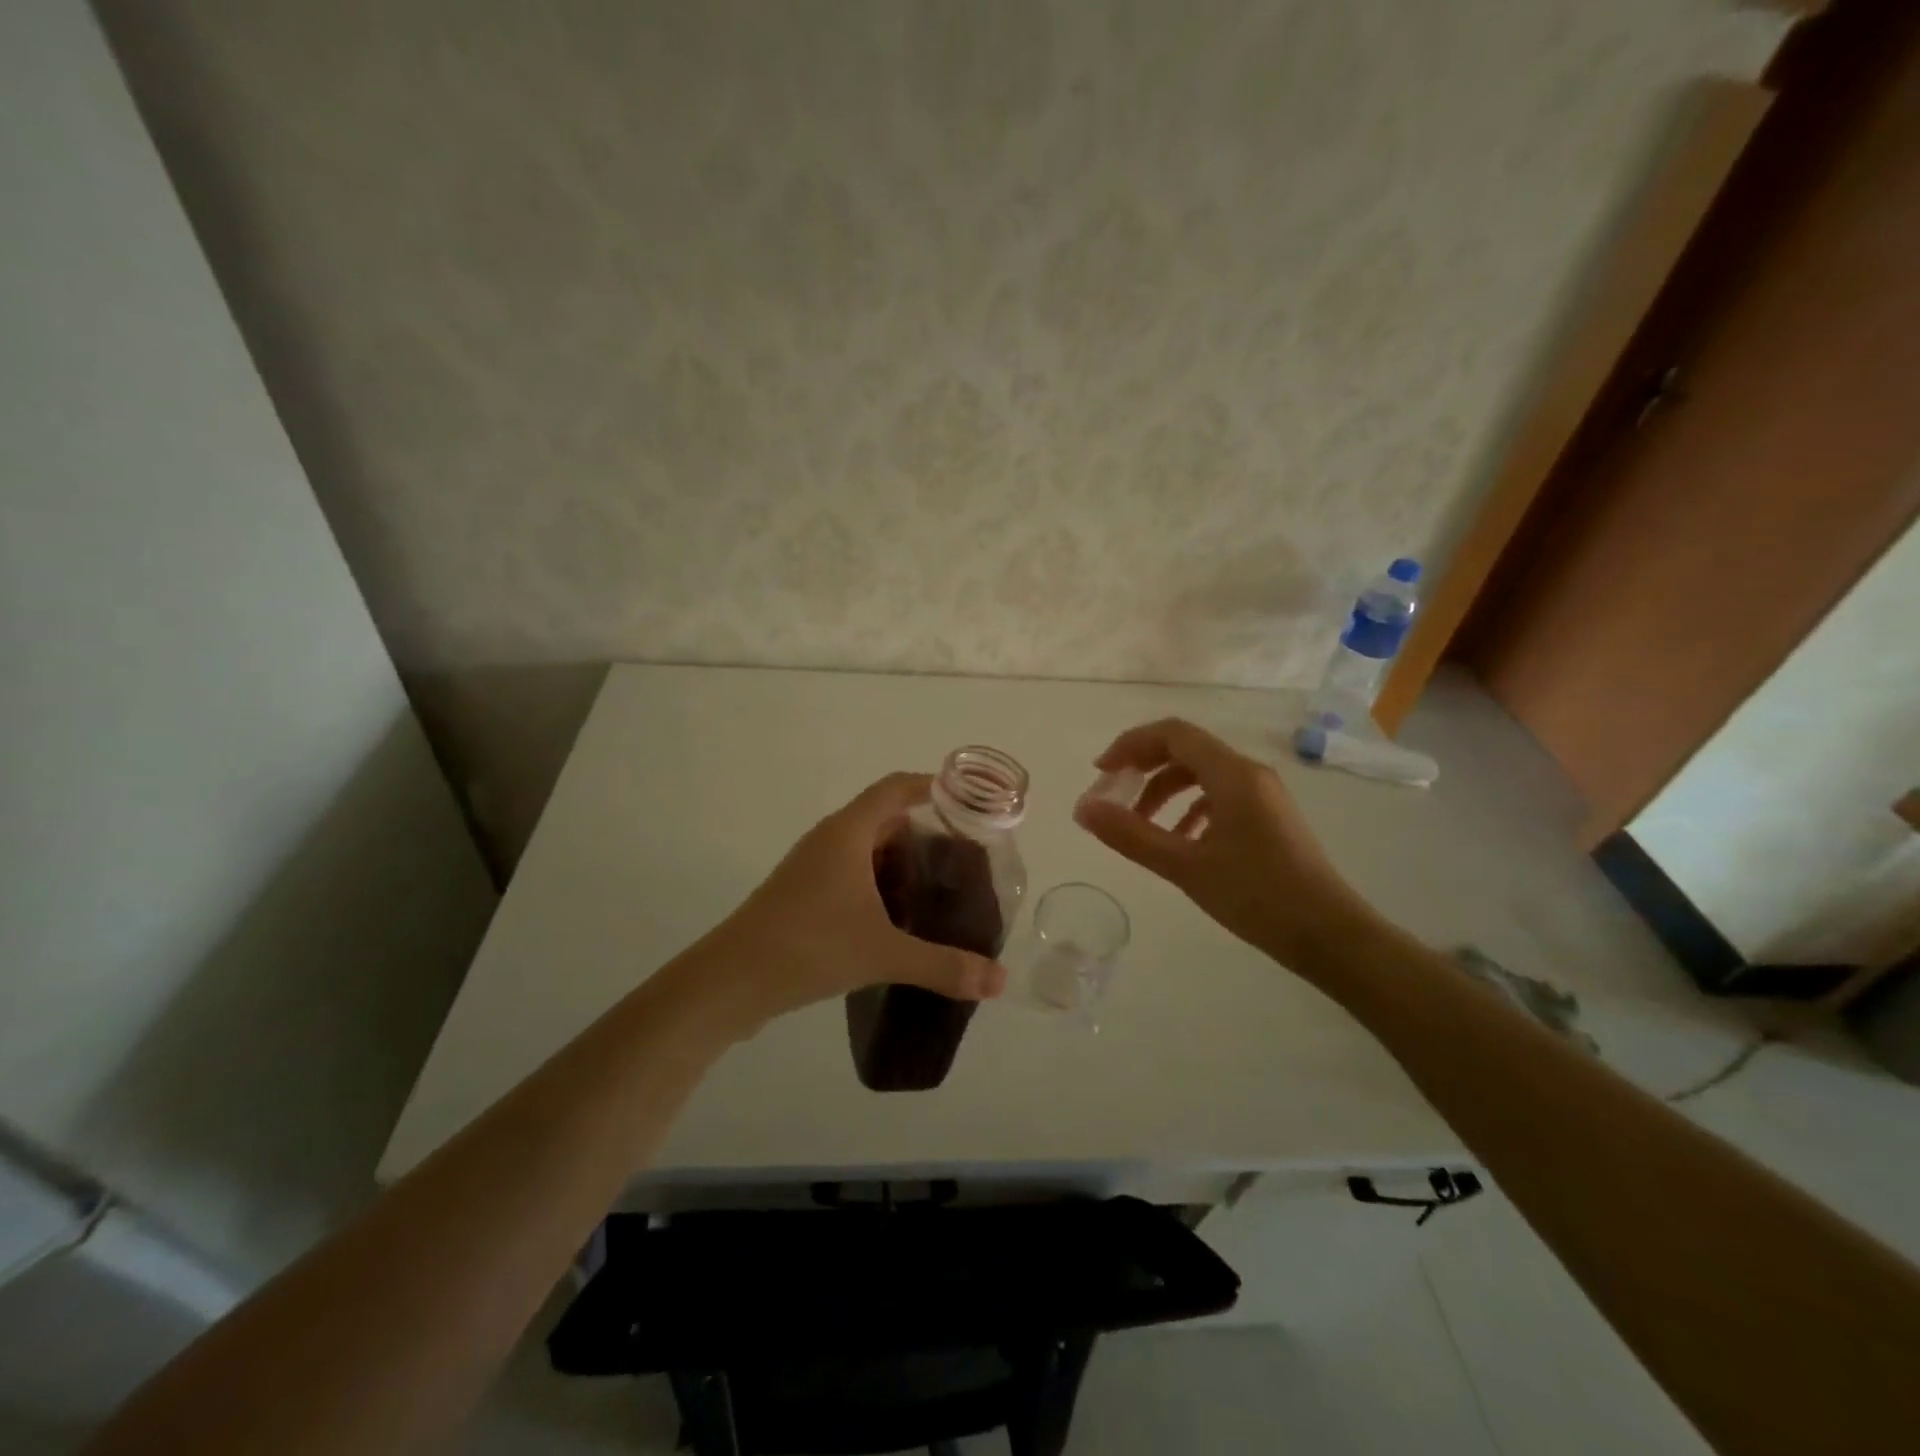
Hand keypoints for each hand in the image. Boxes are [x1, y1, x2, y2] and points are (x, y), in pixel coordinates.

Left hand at [687, 772, 1008, 1035]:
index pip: (895, 788)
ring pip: (866, 850)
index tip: (968, 803)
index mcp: (848, 833)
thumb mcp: (883, 953)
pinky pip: (850, 875)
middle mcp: (829, 840)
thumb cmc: (808, 946)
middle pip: (885, 819)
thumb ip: (943, 965)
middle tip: (961, 862)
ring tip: (936, 894)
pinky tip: (896, 922)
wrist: (730, 981)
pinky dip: (877, 886)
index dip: (931, 786)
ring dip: (899, 865)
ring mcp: (811, 868)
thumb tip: (999, 981)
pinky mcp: (801, 895)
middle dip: (924, 835)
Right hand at [1073, 718, 1375, 969]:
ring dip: (1165, 792)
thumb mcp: (1185, 866)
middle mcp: (1249, 773)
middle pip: (1186, 750)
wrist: (1330, 936)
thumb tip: (1083, 809)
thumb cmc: (1257, 896)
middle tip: (1113, 796)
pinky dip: (1190, 808)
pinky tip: (1179, 840)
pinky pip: (1220, 796)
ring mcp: (1263, 795)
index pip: (1172, 734)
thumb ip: (1130, 835)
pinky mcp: (1269, 817)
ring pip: (1202, 775)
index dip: (1131, 745)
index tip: (1101, 773)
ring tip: (1139, 825)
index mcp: (1232, 774)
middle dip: (1144, 768)